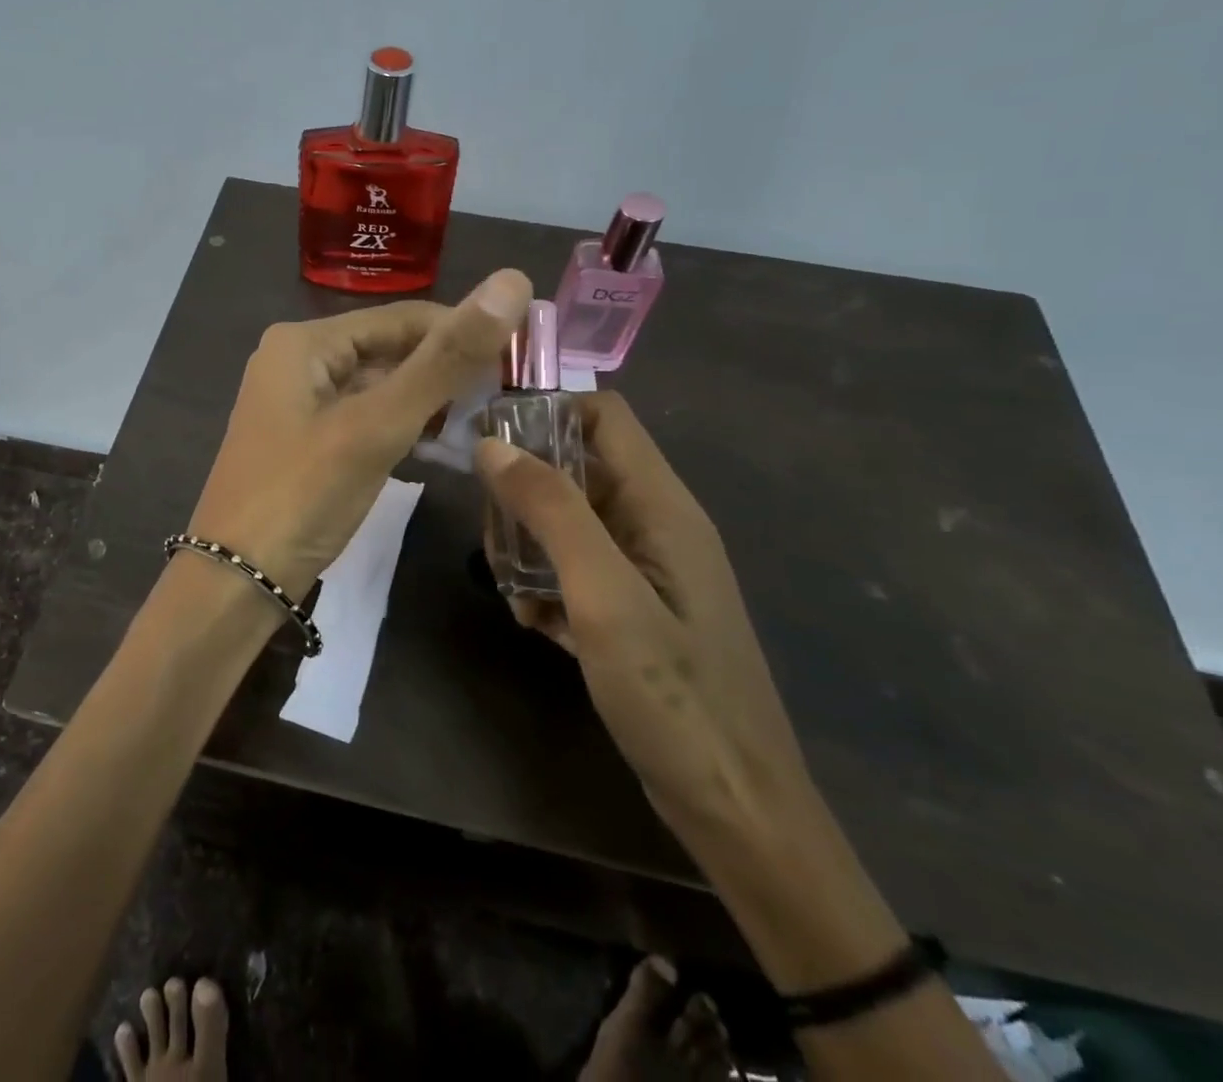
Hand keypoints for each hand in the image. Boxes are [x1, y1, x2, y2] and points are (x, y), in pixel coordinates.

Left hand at [188, 269, 532, 598]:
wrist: (235, 583)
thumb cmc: (303, 495)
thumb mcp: (378, 425)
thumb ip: (445, 359)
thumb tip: (512, 282)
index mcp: (305, 342)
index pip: (403, 317)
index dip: (463, 331)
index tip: (521, 359)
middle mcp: (297, 361)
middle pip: (389, 350)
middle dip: (445, 370)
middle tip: (508, 397)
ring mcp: (298, 404)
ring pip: (379, 386)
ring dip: (427, 401)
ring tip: (484, 420)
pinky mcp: (306, 442)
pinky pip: (364, 418)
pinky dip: (401, 426)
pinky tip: (439, 444)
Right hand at [474, 392, 814, 839]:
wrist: (735, 809)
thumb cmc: (674, 697)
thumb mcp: (604, 596)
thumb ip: (552, 511)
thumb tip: (492, 444)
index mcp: (661, 505)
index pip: (603, 416)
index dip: (546, 413)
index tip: (487, 444)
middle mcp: (654, 524)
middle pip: (576, 466)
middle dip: (524, 491)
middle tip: (494, 538)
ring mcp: (644, 569)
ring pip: (568, 520)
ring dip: (528, 543)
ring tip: (511, 589)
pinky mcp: (632, 608)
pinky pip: (575, 567)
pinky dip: (545, 582)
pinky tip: (533, 621)